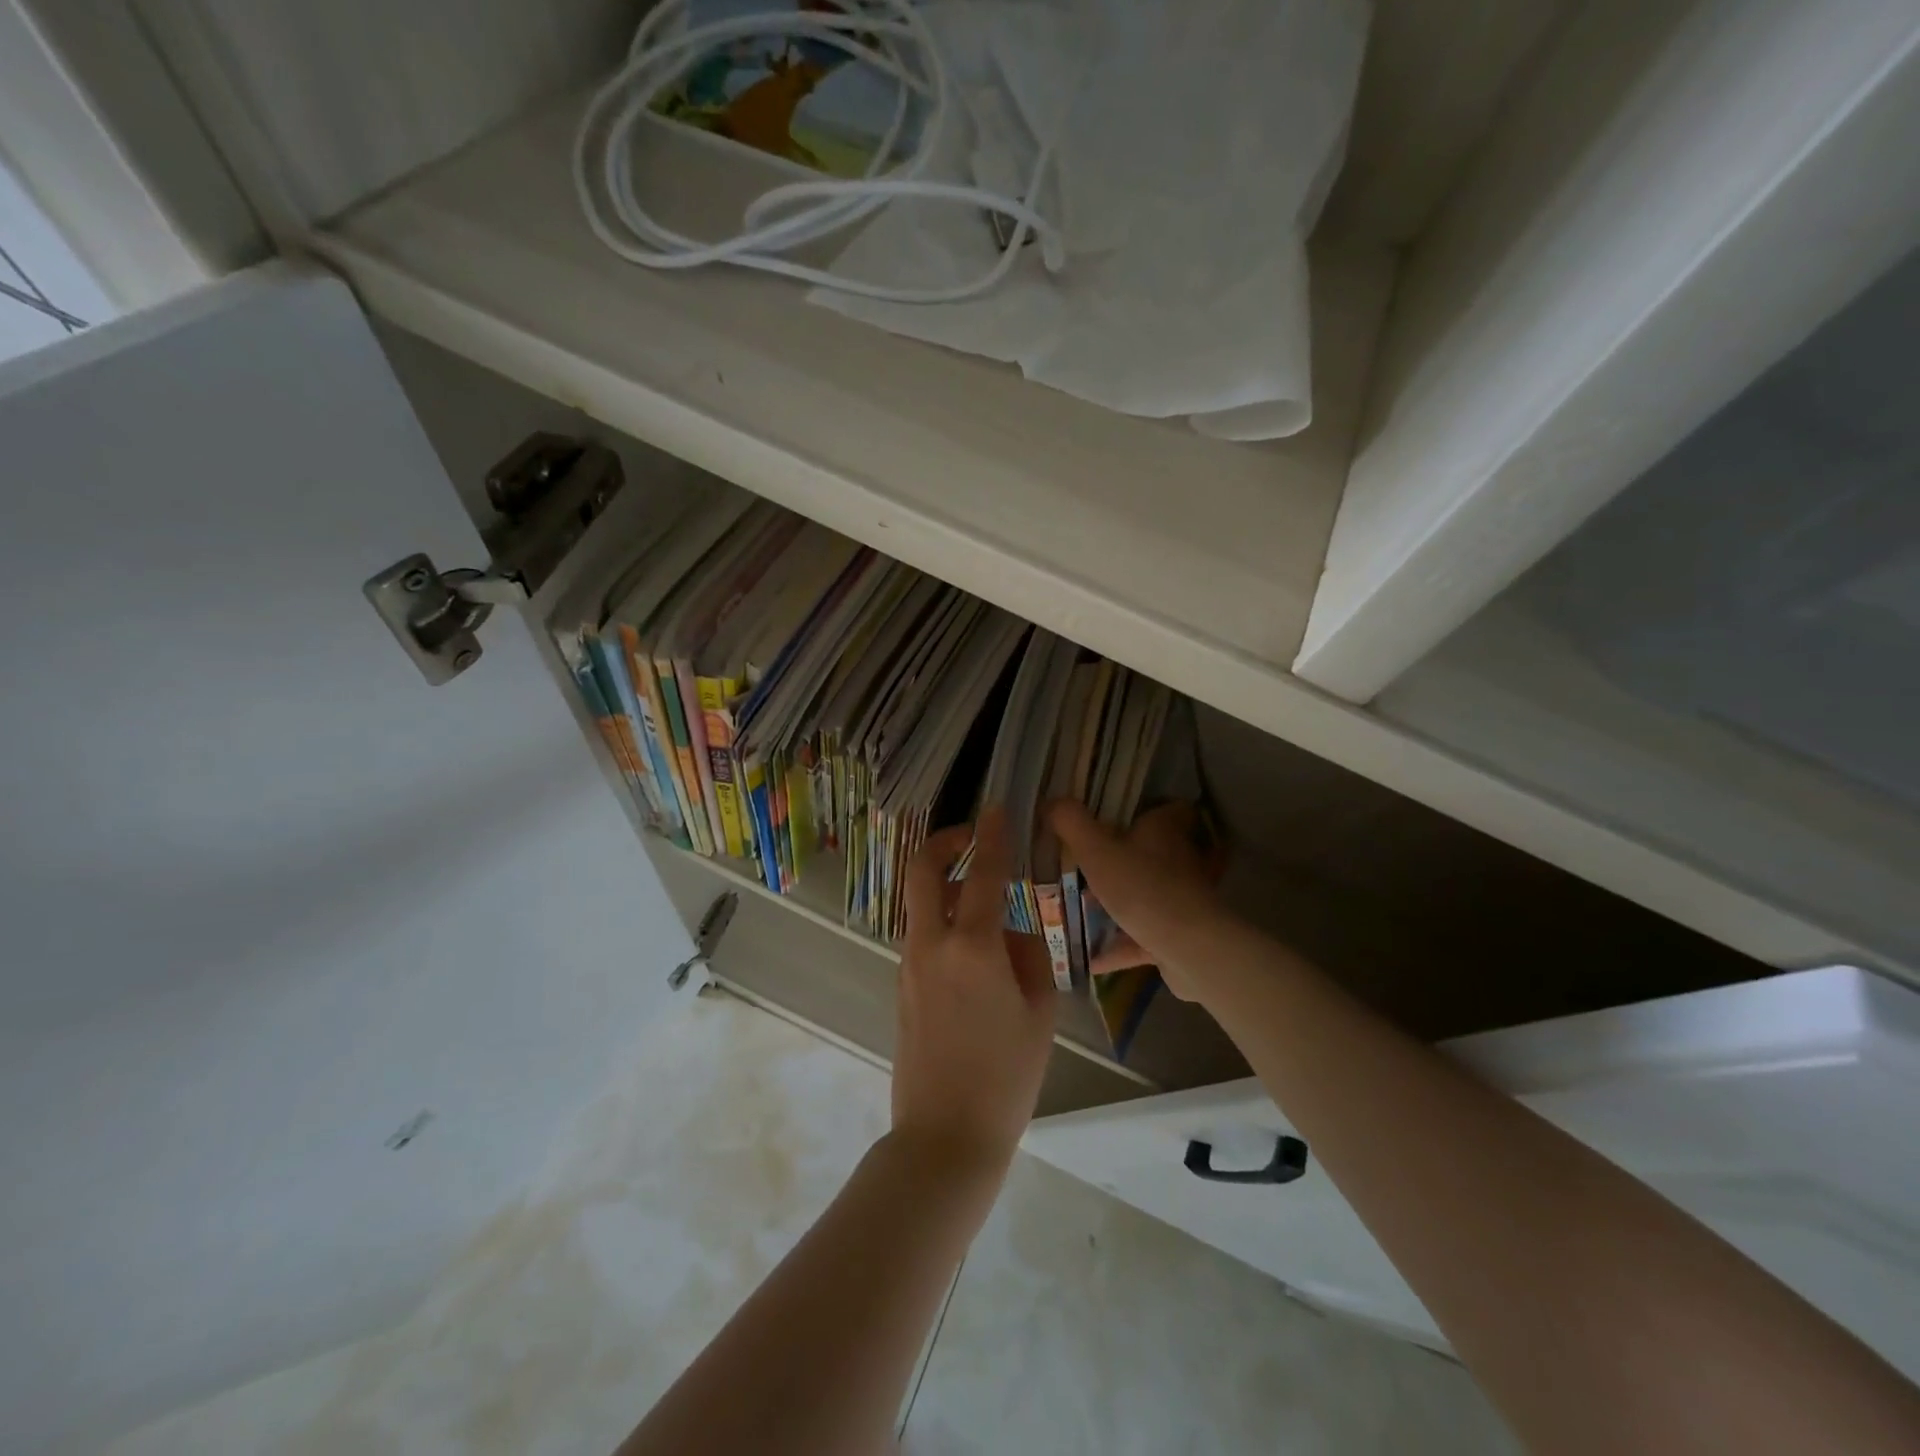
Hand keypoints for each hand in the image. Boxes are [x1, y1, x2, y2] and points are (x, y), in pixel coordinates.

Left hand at [893, 807, 1056, 1172]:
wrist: (945, 1136)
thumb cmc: (1006, 1077)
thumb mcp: (1039, 1013)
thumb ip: (1028, 957)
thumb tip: (1012, 931)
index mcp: (972, 948)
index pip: (983, 873)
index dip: (991, 835)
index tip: (996, 809)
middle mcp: (932, 945)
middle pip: (923, 870)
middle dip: (944, 842)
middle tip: (972, 838)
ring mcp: (909, 964)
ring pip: (921, 903)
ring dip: (947, 886)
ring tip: (987, 903)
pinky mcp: (901, 984)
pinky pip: (922, 935)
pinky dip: (945, 921)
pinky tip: (976, 951)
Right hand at [1045, 799, 1227, 1000]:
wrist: (1190, 949)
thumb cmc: (1142, 888)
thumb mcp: (1096, 850)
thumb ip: (1071, 823)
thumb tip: (1052, 800)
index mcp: (1163, 832)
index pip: (1167, 809)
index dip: (1146, 808)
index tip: (1117, 813)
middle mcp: (1178, 861)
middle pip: (1151, 853)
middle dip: (1120, 858)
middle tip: (1085, 862)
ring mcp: (1180, 901)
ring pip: (1145, 895)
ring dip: (1118, 903)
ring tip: (1081, 908)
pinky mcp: (1179, 936)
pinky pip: (1143, 937)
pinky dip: (1119, 946)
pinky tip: (1091, 959)